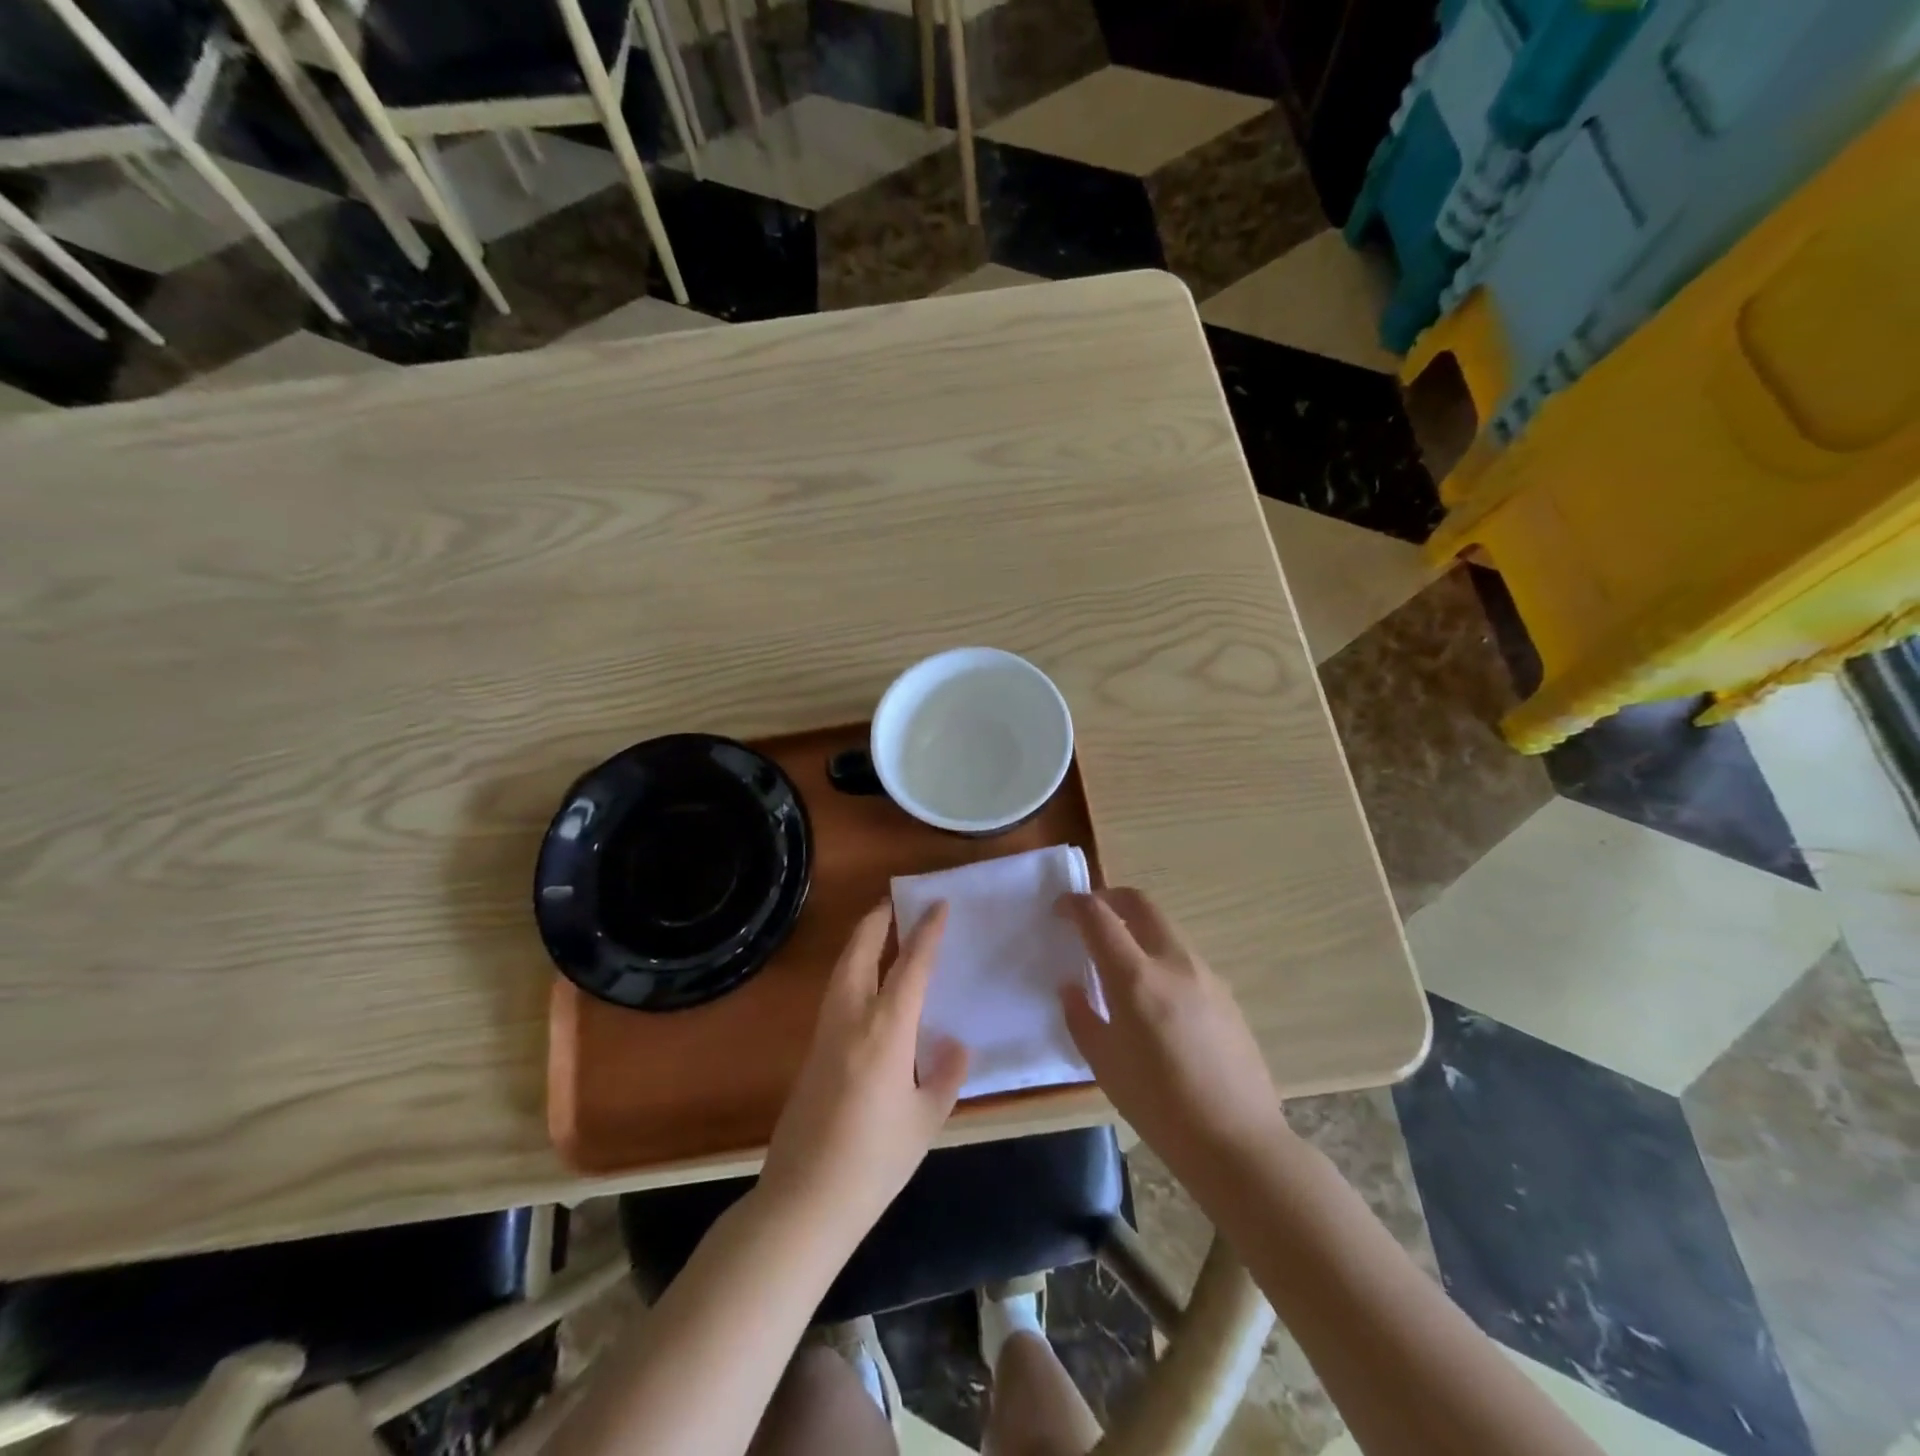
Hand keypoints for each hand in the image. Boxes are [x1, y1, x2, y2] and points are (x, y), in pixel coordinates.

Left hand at [757, 901, 969, 1241]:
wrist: (804, 1201)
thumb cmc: (874, 1162)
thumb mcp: (925, 1120)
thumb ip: (944, 1076)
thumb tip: (956, 1044)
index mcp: (885, 1031)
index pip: (910, 966)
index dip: (926, 932)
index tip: (938, 904)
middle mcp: (851, 1019)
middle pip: (860, 952)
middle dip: (876, 921)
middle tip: (894, 901)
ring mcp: (825, 1034)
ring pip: (842, 970)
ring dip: (860, 943)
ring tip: (881, 931)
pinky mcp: (811, 1053)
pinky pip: (835, 995)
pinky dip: (852, 972)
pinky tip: (866, 986)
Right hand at [1058, 889, 1286, 1184]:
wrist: (1238, 1142)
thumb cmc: (1159, 1107)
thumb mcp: (1105, 1065)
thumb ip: (1081, 1017)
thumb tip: (1071, 987)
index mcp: (1137, 979)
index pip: (1100, 918)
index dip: (1075, 905)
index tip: (1060, 908)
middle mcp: (1174, 963)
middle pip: (1141, 904)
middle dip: (1111, 898)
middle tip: (1090, 913)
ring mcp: (1206, 975)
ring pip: (1166, 929)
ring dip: (1138, 927)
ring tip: (1120, 958)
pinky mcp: (1226, 994)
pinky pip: (1185, 959)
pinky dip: (1161, 956)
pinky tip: (1155, 996)